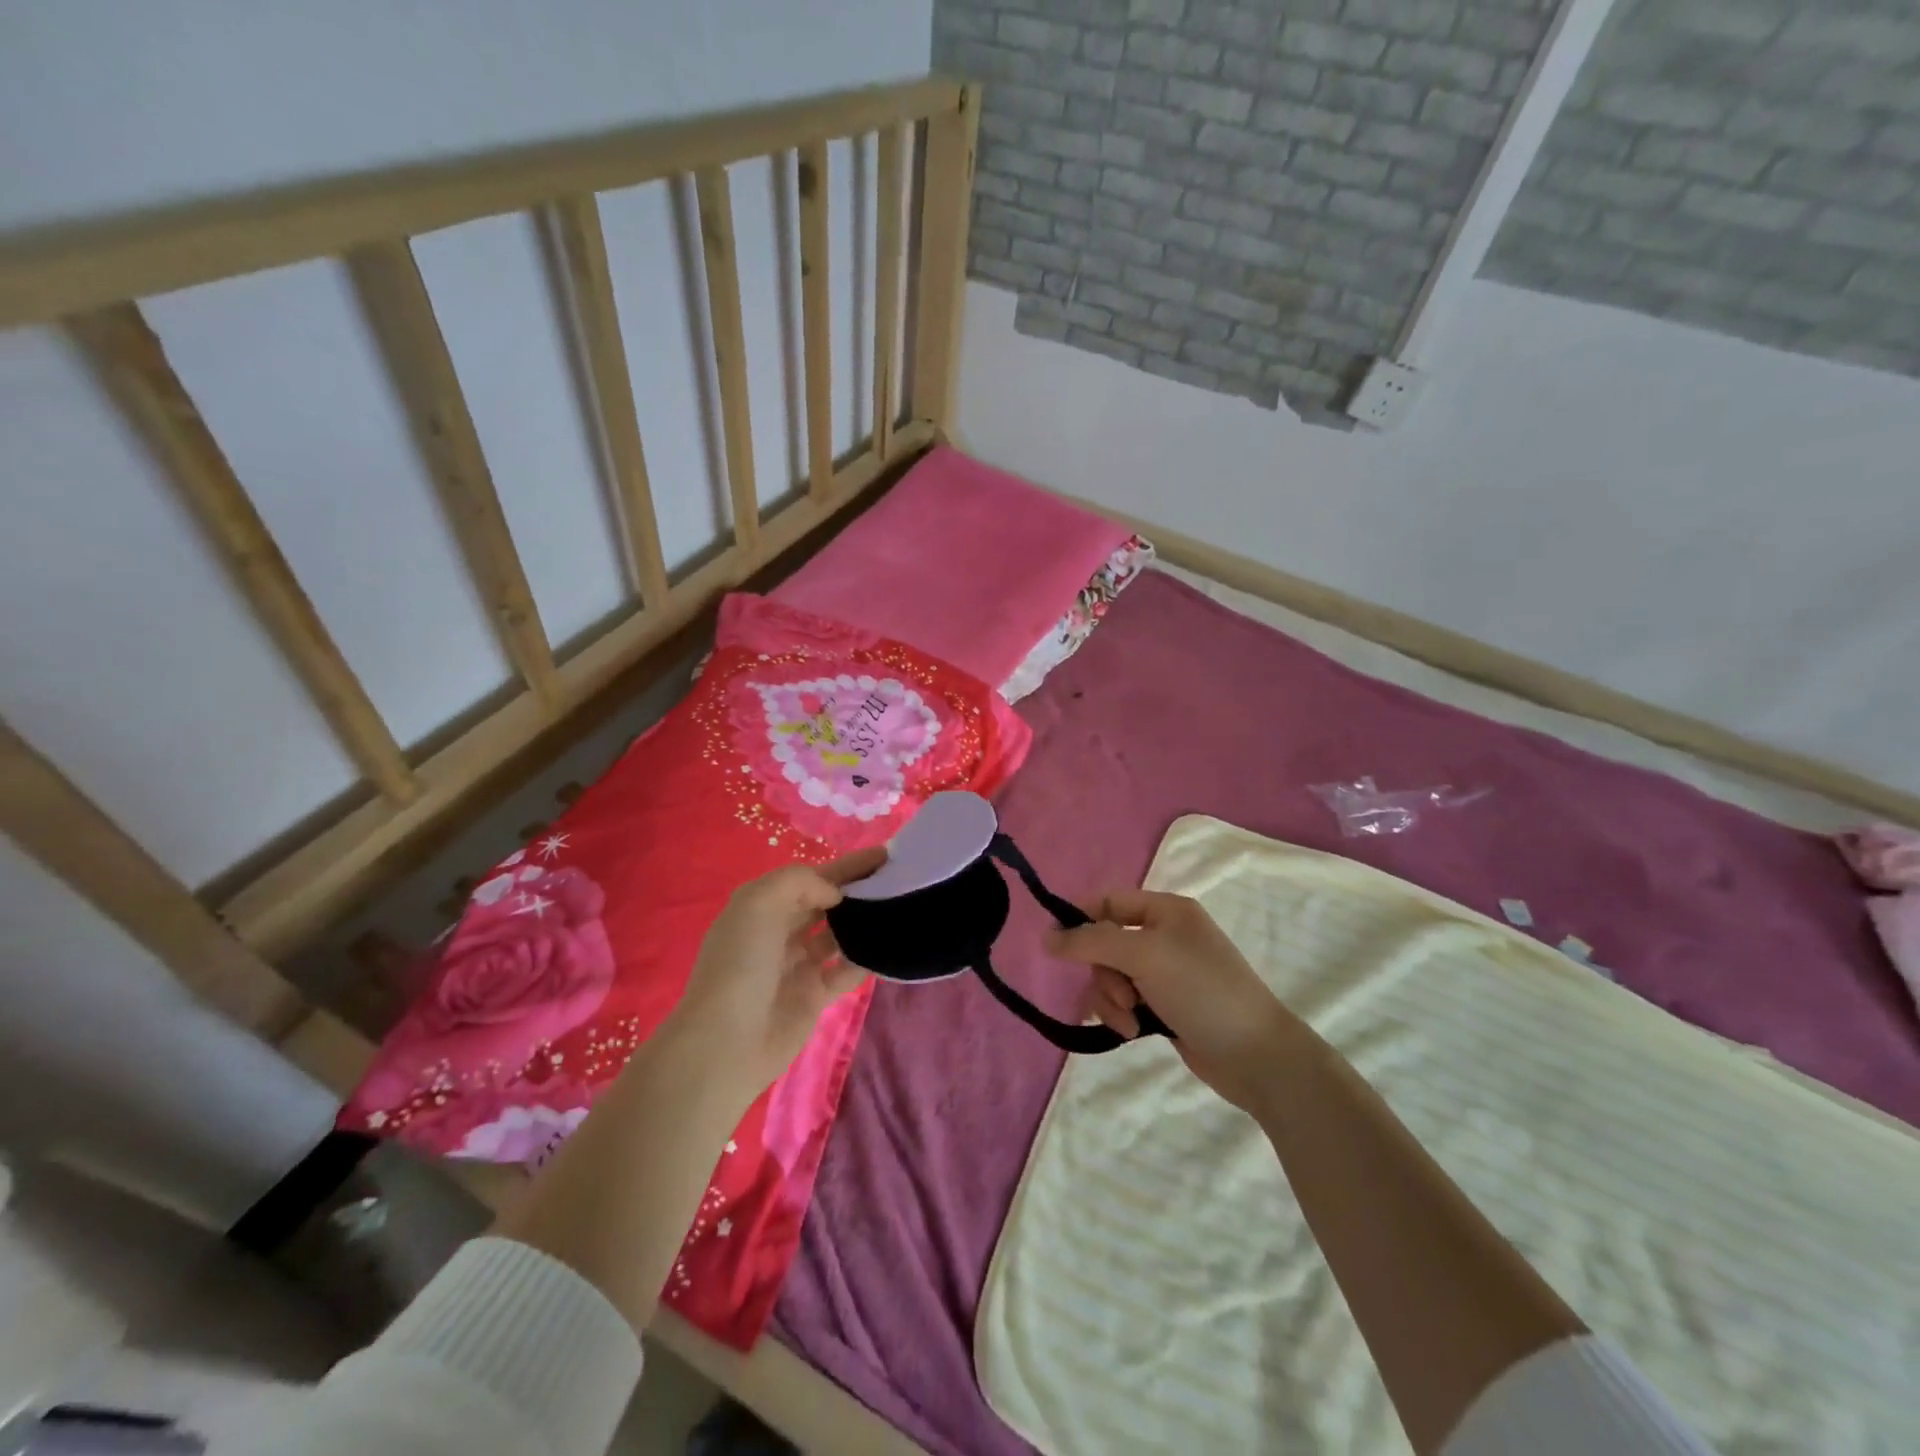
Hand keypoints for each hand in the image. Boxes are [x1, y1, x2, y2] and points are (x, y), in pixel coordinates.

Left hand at [668, 848, 886, 1094]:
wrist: (726, 1042)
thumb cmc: (740, 964)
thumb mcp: (759, 903)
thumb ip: (801, 882)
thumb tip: (835, 895)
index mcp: (763, 905)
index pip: (812, 876)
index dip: (846, 866)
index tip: (885, 855)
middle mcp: (780, 930)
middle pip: (827, 902)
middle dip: (858, 889)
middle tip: (901, 879)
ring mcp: (798, 964)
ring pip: (839, 934)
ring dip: (865, 921)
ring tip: (902, 908)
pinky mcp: (814, 995)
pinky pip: (846, 970)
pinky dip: (866, 958)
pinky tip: (890, 946)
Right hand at [1047, 890, 1307, 1113]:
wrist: (1256, 1056)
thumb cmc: (1202, 991)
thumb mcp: (1144, 955)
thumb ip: (1091, 942)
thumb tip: (1046, 936)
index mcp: (1166, 910)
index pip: (1108, 900)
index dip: (1080, 919)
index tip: (1056, 946)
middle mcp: (1163, 936)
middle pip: (1104, 942)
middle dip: (1103, 972)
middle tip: (1121, 995)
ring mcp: (1163, 973)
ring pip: (1110, 975)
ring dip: (1110, 999)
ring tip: (1130, 1022)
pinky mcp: (1163, 1006)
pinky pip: (1122, 1001)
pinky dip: (1120, 1014)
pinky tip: (1133, 1032)